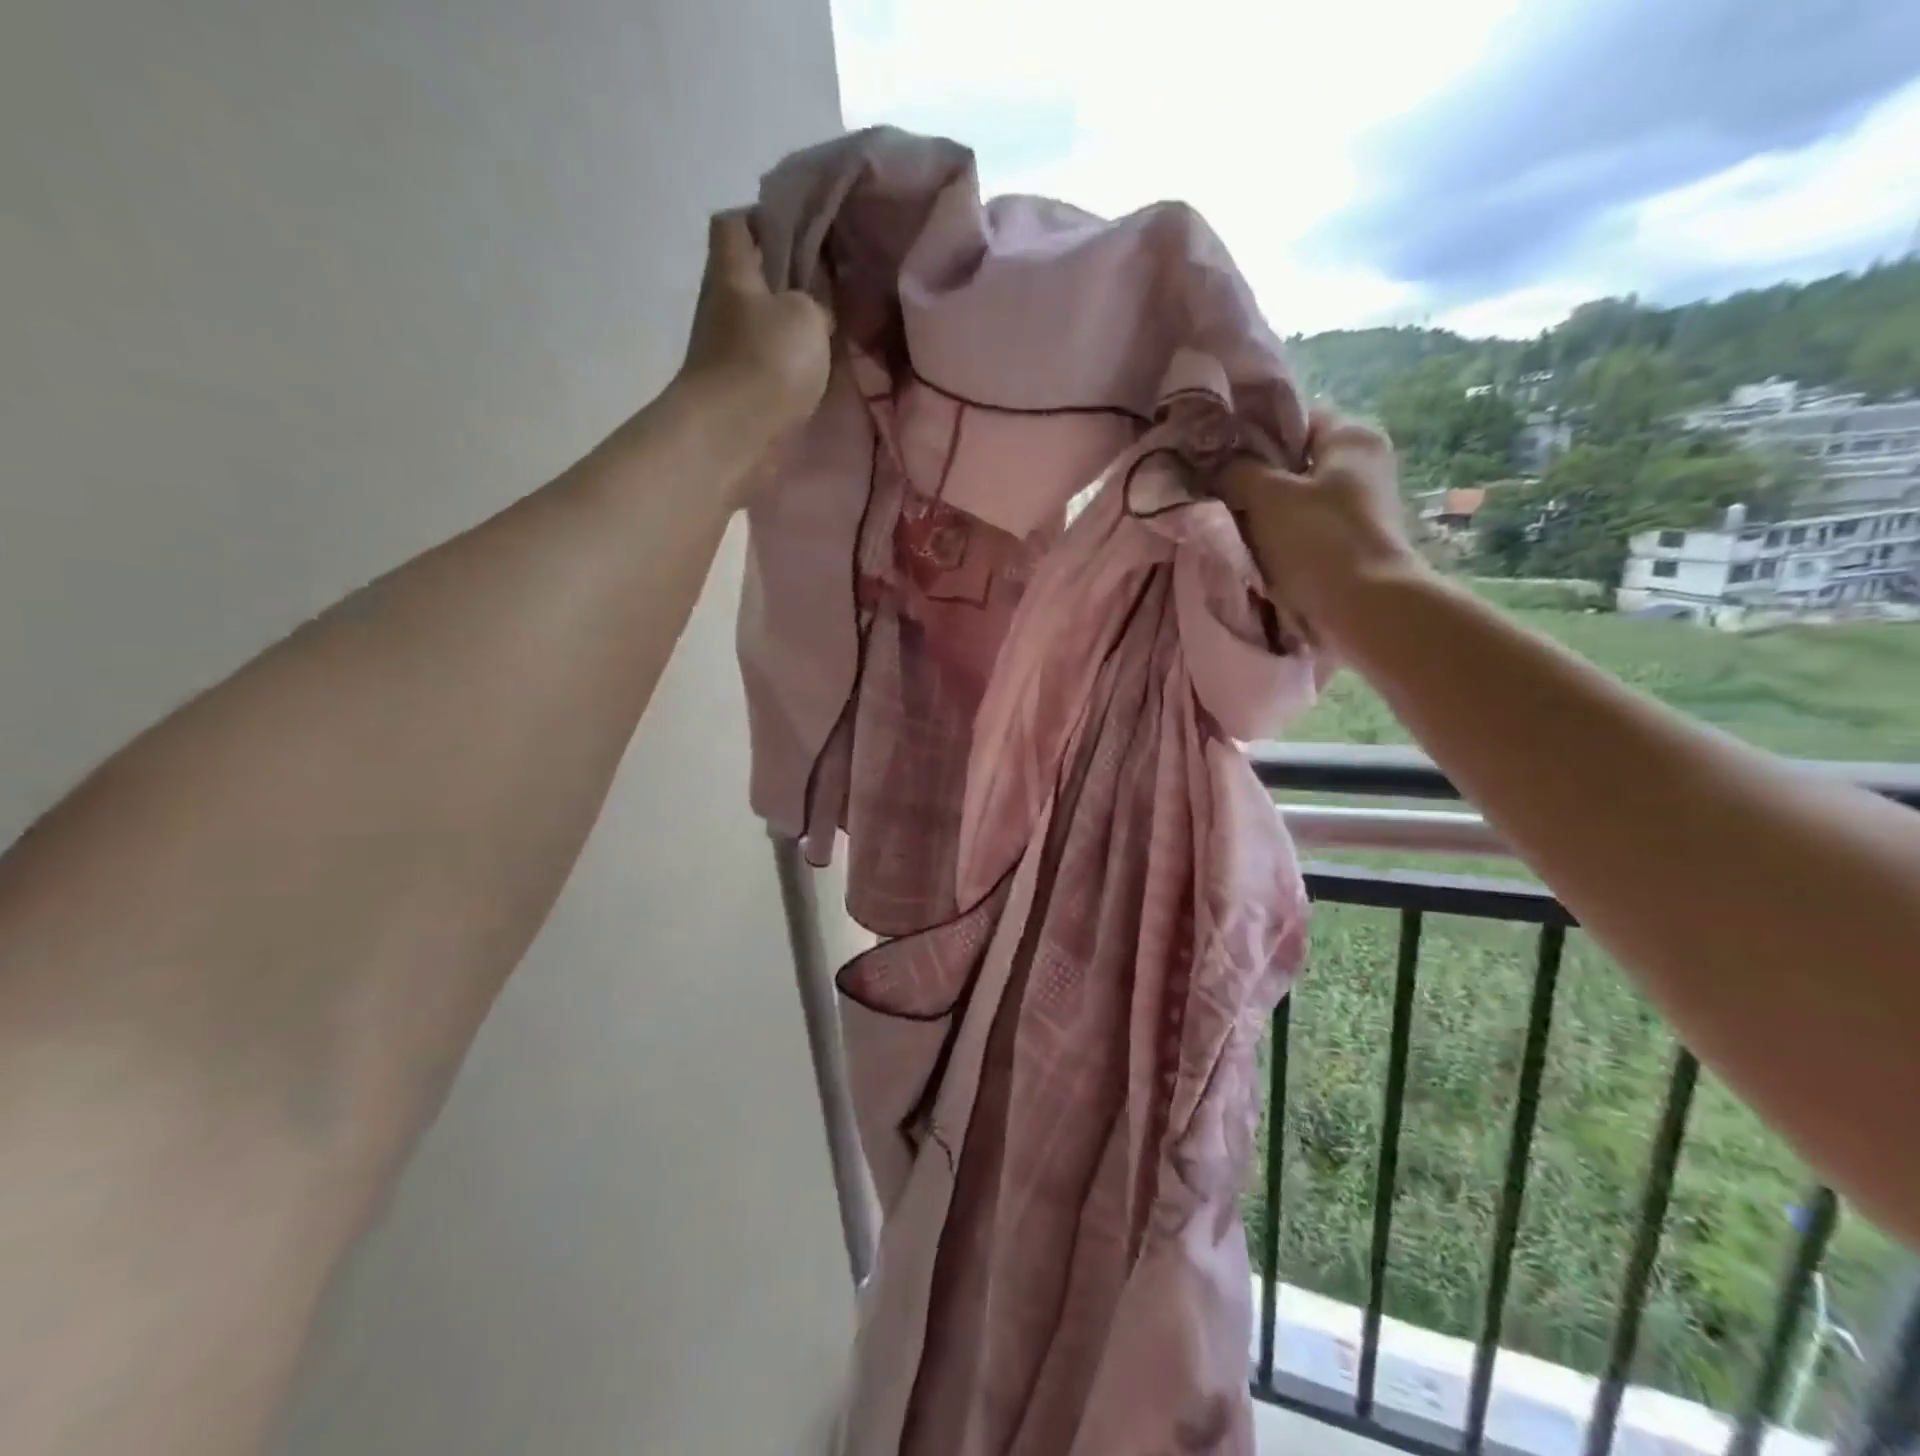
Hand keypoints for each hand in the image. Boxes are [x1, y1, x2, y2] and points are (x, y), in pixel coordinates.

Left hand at [676, 211, 831, 435]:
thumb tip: (817, 309)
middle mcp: (723, 306)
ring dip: (792, 328)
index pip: (736, 223)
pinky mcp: (740, 391)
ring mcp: (728, 352)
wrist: (731, 437)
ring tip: (833, 333)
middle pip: (752, 277)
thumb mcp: (806, 314)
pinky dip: (791, 366)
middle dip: (788, 279)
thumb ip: (817, 300)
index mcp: (733, 271)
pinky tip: (819, 373)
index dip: (764, 218)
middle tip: (831, 287)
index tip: (801, 232)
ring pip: (763, 324)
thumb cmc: (765, 363)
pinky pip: (769, 365)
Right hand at [1221, 406, 1430, 635]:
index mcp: (1351, 436)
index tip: (1215, 455)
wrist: (1364, 609)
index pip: (1292, 417)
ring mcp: (1358, 505)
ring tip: (1226, 522)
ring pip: (1294, 497)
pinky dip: (1278, 536)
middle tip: (1214, 491)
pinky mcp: (1350, 541)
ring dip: (1262, 511)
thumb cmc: (1318, 541)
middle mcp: (1362, 463)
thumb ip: (1235, 471)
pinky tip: (1252, 548)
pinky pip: (1302, 528)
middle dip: (1253, 476)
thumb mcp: (1266, 496)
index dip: (1250, 432)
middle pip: (1292, 460)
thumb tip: (1216, 465)